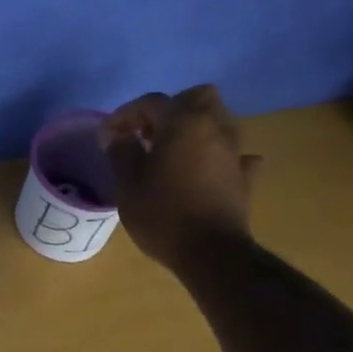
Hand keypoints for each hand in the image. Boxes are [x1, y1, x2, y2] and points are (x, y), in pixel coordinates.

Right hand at [100, 85, 262, 268]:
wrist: (212, 253)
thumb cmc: (163, 213)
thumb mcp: (128, 183)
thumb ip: (122, 152)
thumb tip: (118, 136)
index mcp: (183, 122)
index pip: (151, 102)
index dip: (125, 116)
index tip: (107, 137)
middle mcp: (214, 127)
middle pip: (196, 98)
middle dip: (171, 109)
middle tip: (149, 132)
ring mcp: (235, 151)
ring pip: (217, 122)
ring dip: (194, 129)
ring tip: (170, 151)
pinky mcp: (245, 176)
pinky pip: (232, 154)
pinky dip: (217, 155)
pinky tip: (203, 170)